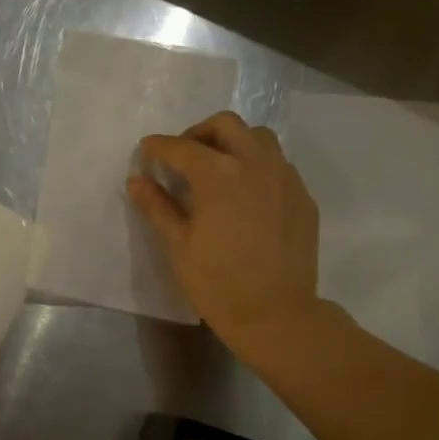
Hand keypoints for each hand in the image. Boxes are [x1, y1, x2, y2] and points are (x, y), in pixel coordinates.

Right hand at [126, 110, 321, 350]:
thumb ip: (157, 207)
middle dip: (198, 134)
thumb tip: (136, 180)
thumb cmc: (218, 283)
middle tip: (183, 157)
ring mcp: (285, 177)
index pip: (182, 147)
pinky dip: (256, 166)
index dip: (158, 147)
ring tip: (218, 169)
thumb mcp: (178, 246)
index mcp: (219, 175)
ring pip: (258, 138)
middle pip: (225, 125)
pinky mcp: (302, 196)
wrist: (276, 314)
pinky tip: (245, 195)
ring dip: (233, 143)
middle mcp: (255, 163)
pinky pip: (278, 164)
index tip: (146, 151)